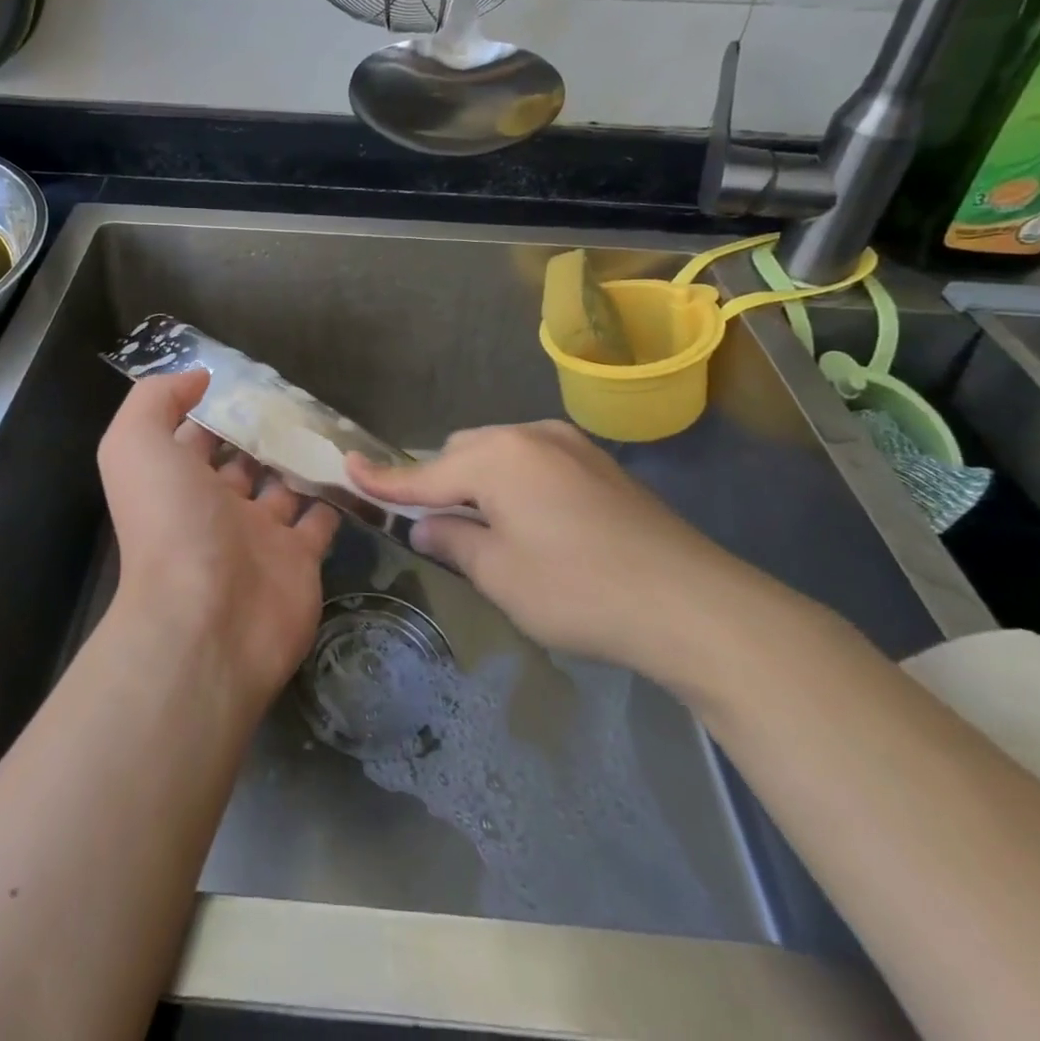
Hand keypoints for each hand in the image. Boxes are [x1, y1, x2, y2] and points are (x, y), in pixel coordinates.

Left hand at [98, 371, 340, 702]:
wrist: (207, 619)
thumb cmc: (170, 523)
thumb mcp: (136, 444)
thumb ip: (157, 400)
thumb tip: (198, 378)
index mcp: (177, 482)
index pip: (195, 437)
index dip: (214, 408)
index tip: (248, 378)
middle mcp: (215, 508)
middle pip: (243, 461)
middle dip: (263, 432)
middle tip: (298, 398)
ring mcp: (260, 537)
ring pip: (284, 488)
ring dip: (301, 460)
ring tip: (328, 425)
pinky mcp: (299, 560)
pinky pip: (320, 521)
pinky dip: (334, 497)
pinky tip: (351, 467)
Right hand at [348, 421, 776, 683]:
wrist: (692, 604)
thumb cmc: (578, 590)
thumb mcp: (500, 574)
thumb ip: (455, 540)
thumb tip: (428, 523)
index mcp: (498, 457)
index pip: (424, 472)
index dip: (384, 478)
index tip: (347, 468)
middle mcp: (531, 436)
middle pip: (464, 453)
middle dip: (443, 484)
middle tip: (439, 527)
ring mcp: (571, 446)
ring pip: (503, 455)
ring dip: (483, 485)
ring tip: (490, 532)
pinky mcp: (601, 466)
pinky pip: (536, 464)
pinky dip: (518, 487)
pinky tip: (535, 527)